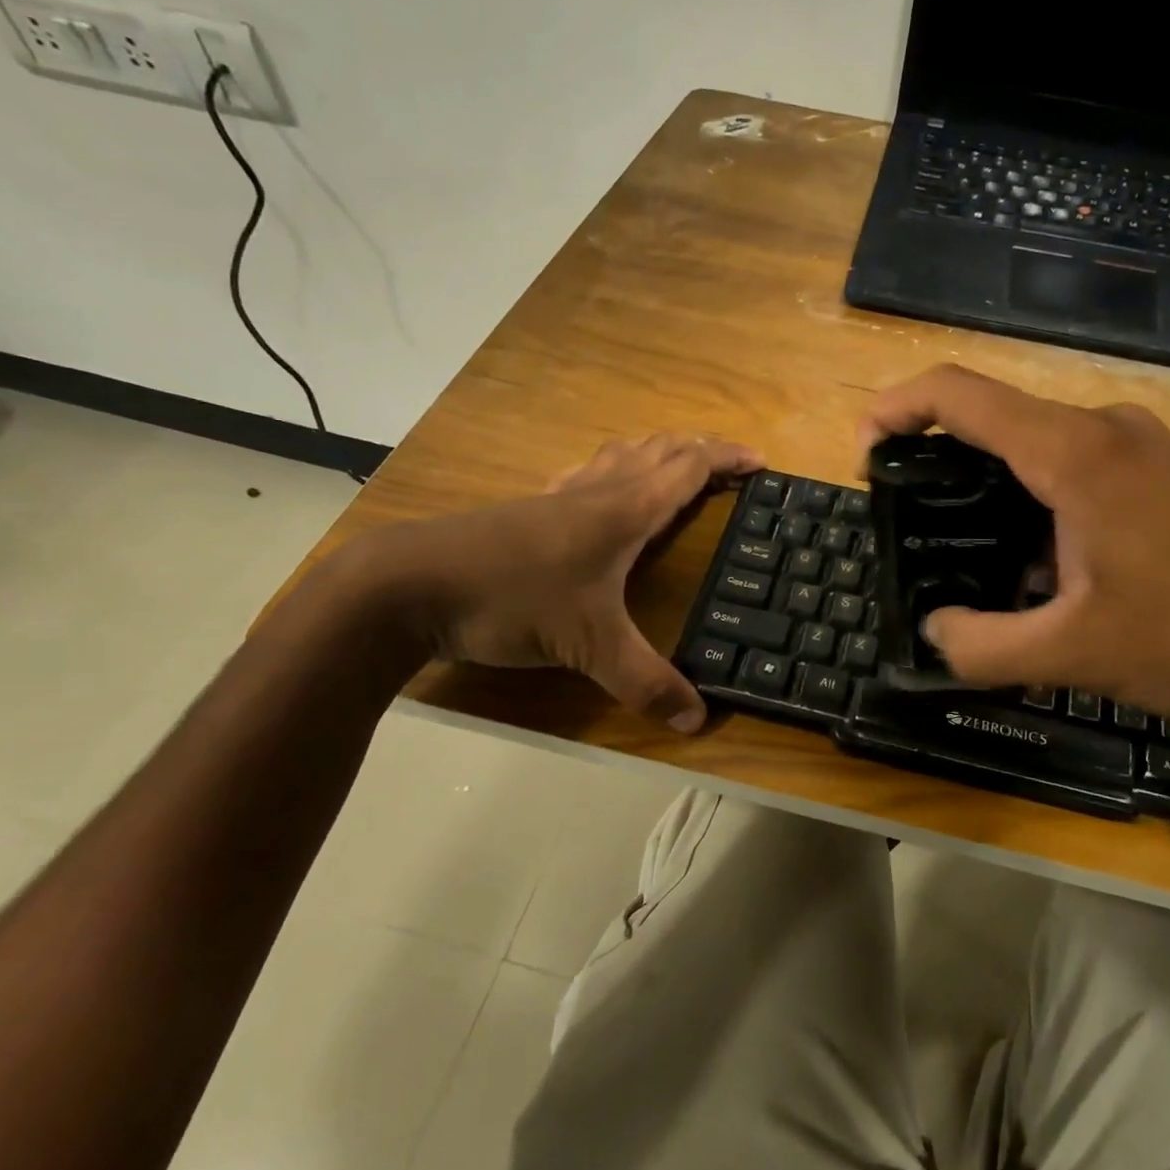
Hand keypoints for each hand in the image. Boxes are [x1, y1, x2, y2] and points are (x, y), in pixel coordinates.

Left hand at [364, 433, 761, 730]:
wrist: (410, 585)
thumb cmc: (512, 599)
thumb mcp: (589, 647)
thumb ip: (645, 682)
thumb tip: (698, 720)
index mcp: (624, 511)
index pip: (688, 469)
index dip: (727, 460)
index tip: (760, 461)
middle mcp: (597, 492)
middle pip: (659, 450)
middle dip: (701, 449)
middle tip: (731, 461)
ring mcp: (558, 496)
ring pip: (620, 455)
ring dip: (658, 452)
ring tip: (678, 466)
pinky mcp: (528, 509)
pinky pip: (586, 473)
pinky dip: (613, 469)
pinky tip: (601, 490)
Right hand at [861, 366, 1169, 726]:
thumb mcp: (1071, 654)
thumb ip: (981, 646)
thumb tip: (936, 633)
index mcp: (1072, 453)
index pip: (958, 394)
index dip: (896, 407)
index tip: (866, 452)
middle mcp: (1106, 430)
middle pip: (997, 422)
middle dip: (943, 465)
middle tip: (919, 528)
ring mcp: (1145, 449)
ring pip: (1040, 452)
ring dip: (998, 498)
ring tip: (984, 568)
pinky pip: (1082, 473)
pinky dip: (1043, 509)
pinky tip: (1052, 576)